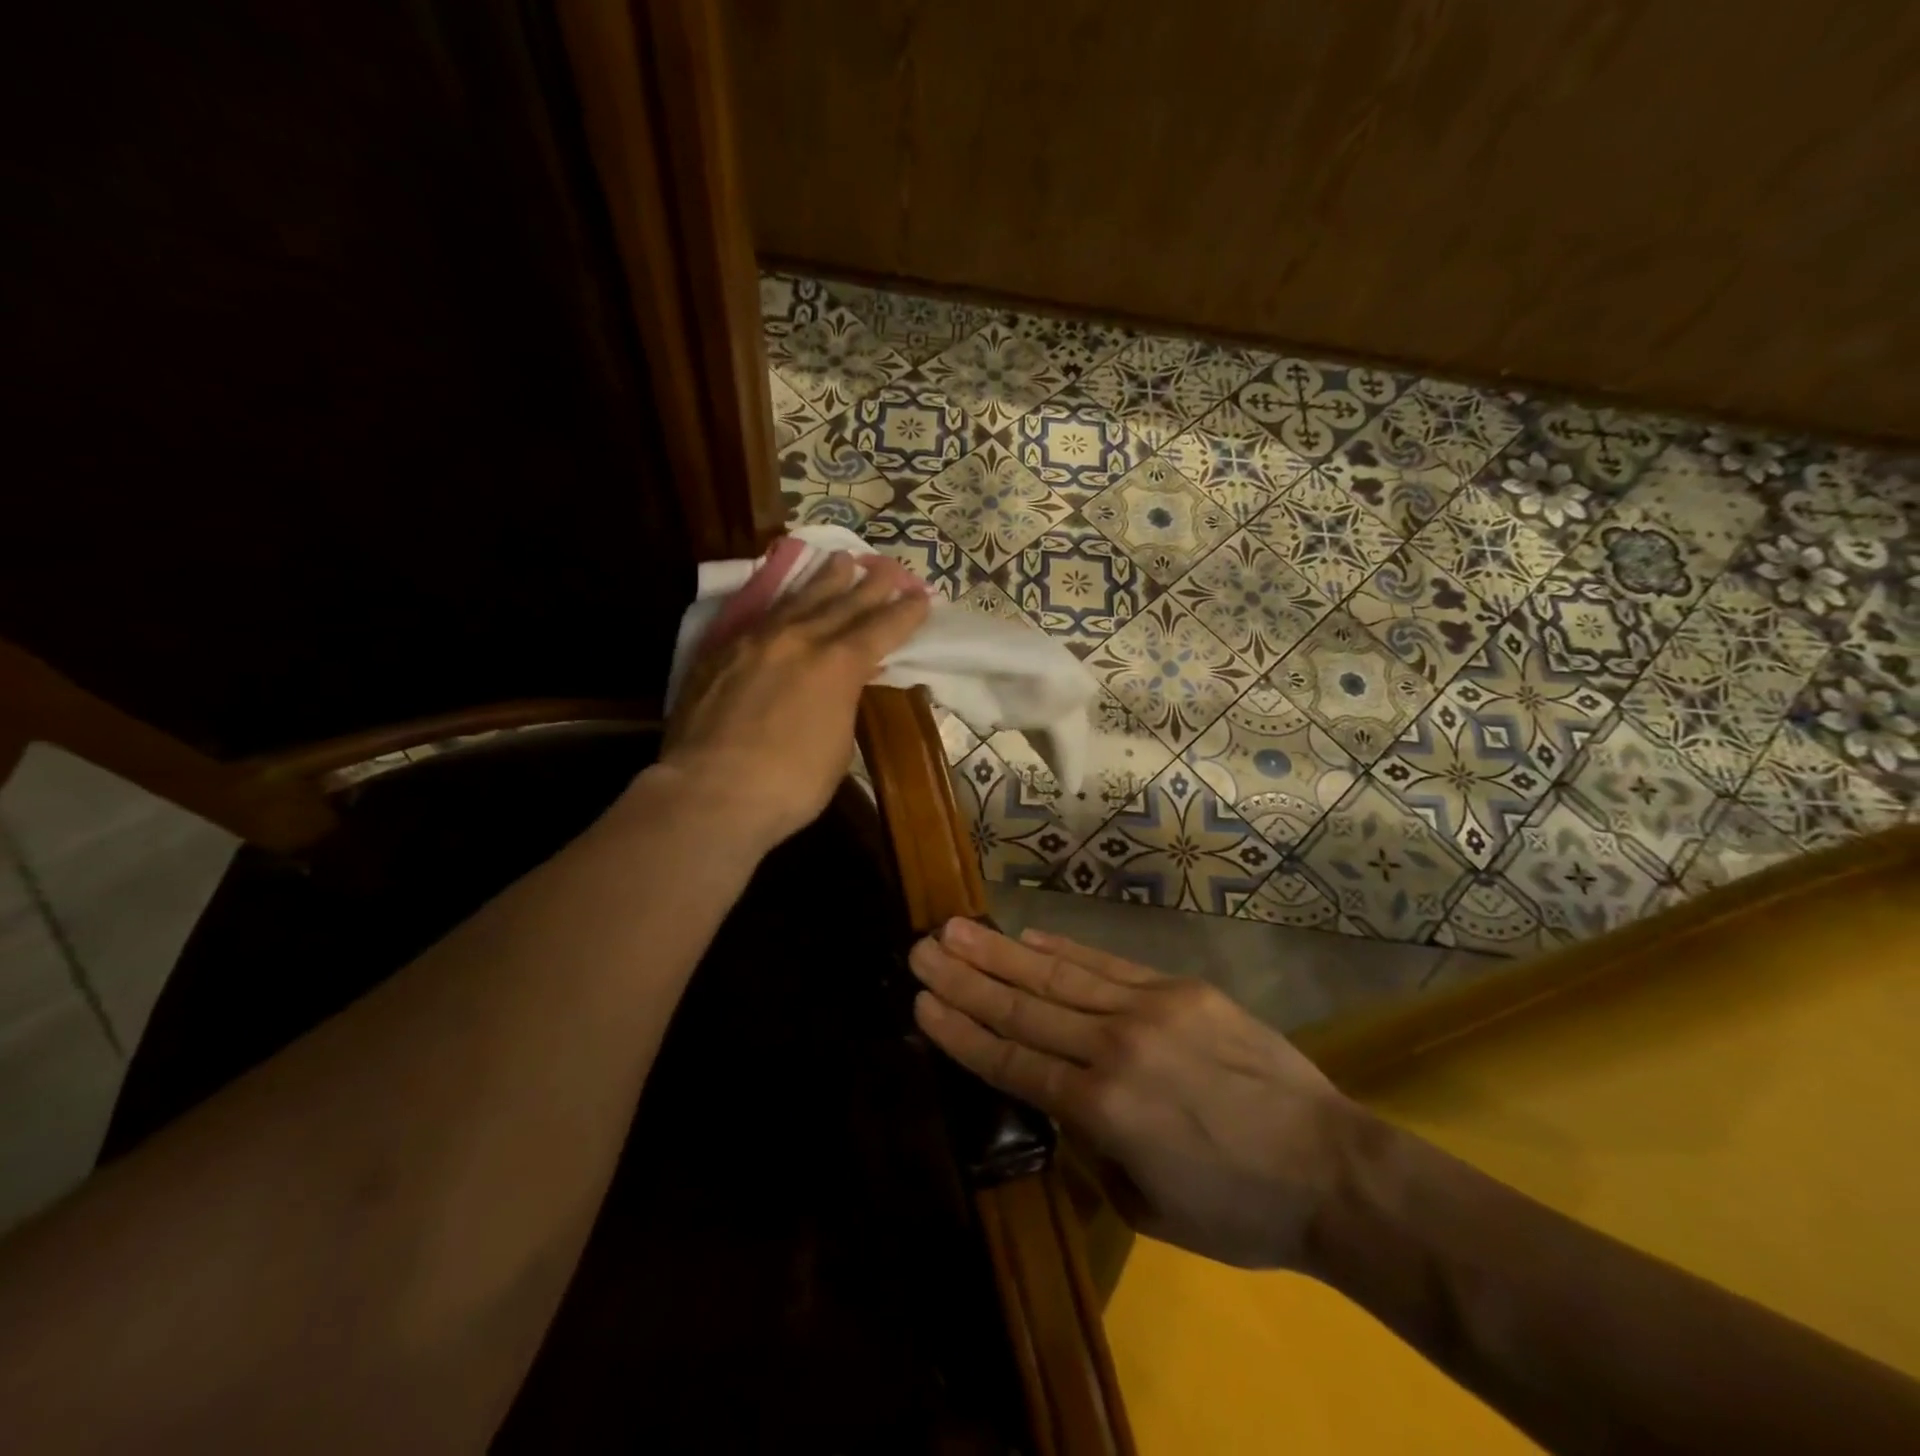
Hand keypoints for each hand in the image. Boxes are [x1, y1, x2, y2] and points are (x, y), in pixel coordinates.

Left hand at [660, 552, 929, 851]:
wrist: (711, 791)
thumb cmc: (790, 784)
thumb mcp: (839, 747)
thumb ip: (843, 705)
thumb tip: (842, 688)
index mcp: (839, 665)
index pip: (882, 629)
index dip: (906, 613)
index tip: (922, 596)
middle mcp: (801, 639)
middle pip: (844, 603)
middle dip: (872, 584)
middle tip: (889, 566)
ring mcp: (758, 640)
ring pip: (799, 599)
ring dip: (825, 579)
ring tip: (842, 559)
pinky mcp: (722, 650)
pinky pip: (761, 614)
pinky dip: (782, 600)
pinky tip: (786, 595)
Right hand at [908, 919, 1362, 1269]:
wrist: (1330, 1168)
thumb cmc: (1235, 1208)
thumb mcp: (1145, 1204)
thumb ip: (1091, 1146)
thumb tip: (1057, 1098)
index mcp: (1103, 1111)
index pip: (1013, 1063)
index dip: (962, 1030)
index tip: (920, 1001)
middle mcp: (1115, 1048)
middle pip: (1024, 1008)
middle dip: (965, 978)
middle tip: (920, 947)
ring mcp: (1148, 1009)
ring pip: (1057, 976)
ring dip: (1001, 951)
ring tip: (955, 928)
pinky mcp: (1179, 988)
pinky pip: (1107, 965)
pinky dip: (1063, 949)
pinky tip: (1028, 936)